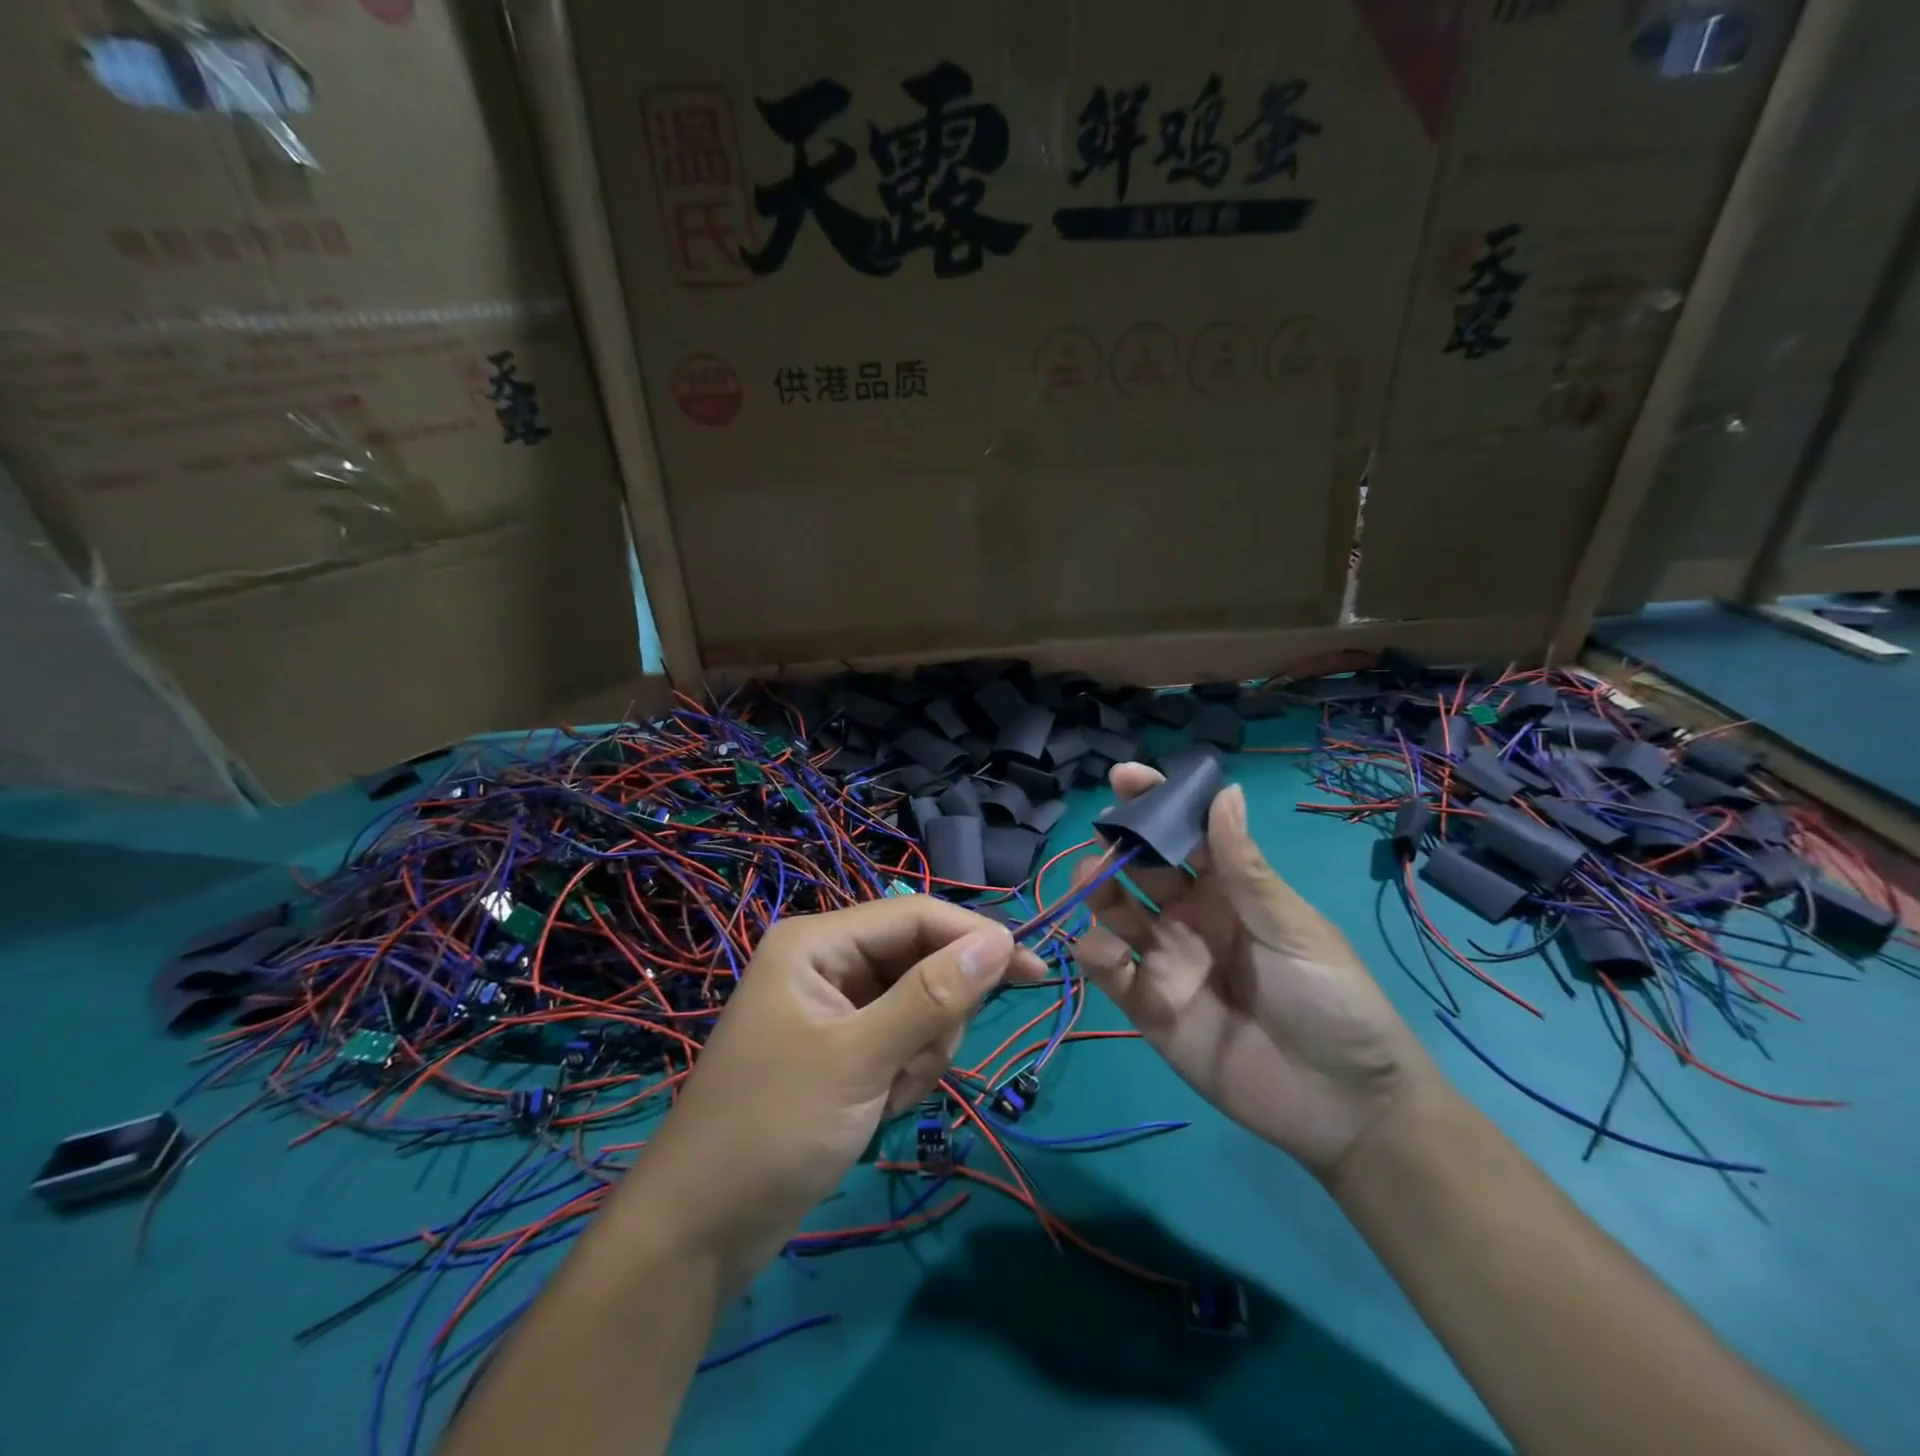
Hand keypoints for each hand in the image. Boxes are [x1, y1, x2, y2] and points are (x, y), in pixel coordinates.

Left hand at [626, 897, 1043, 1290]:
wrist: (699, 1233)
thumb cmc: (772, 1129)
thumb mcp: (859, 1060)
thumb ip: (931, 997)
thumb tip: (999, 940)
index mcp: (818, 943)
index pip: (915, 916)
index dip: (973, 937)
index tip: (1030, 970)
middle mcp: (827, 963)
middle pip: (920, 961)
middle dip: (934, 1017)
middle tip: (917, 1066)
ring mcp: (835, 1008)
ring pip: (918, 1005)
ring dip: (921, 1053)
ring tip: (888, 1097)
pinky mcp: (842, 1049)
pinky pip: (901, 1040)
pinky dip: (905, 1073)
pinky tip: (880, 1109)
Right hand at [1071, 764, 1433, 1179]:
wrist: (1346, 1106)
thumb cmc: (1333, 1001)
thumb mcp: (1293, 927)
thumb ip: (1244, 867)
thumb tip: (1225, 791)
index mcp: (1229, 890)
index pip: (1185, 835)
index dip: (1156, 803)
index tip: (1125, 776)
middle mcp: (1190, 917)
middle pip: (1141, 869)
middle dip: (1119, 846)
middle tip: (1107, 840)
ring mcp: (1167, 961)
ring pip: (1115, 913)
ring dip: (1098, 891)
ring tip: (1093, 882)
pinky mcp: (1149, 1008)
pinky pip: (1110, 972)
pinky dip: (1096, 954)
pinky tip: (1107, 951)